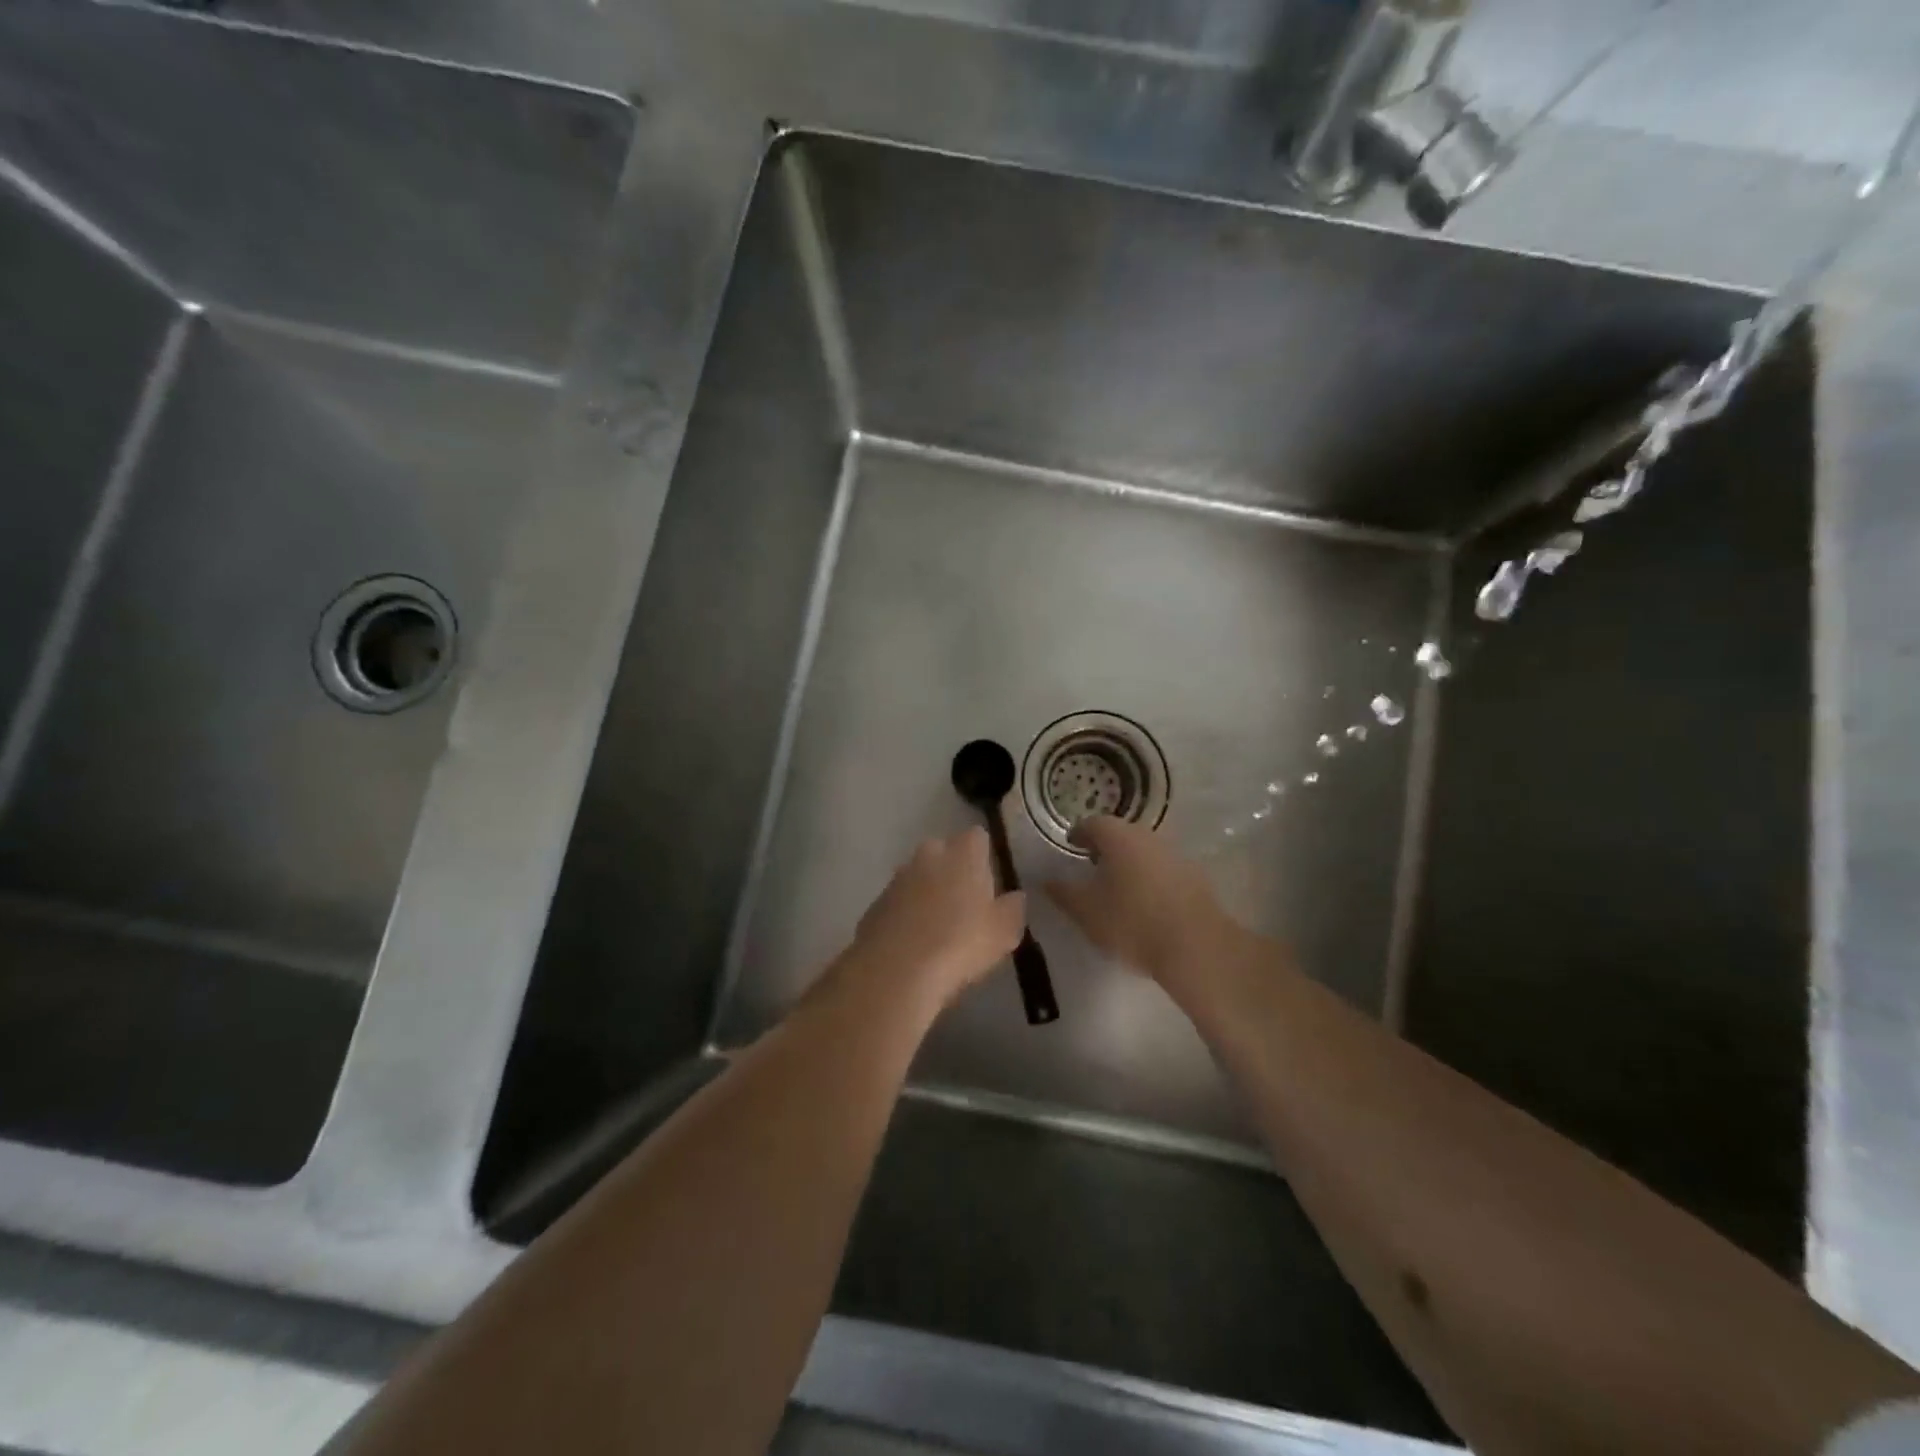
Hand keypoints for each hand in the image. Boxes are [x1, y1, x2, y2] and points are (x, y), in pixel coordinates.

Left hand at [842, 827, 1026, 1010]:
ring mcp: (897, 878)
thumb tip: (1015, 897)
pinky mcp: (876, 904)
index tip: (990, 880)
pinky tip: (915, 943)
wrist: (896, 969)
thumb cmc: (961, 943)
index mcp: (962, 853)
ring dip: (928, 893)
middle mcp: (928, 855)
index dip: (984, 856)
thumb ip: (1013, 909)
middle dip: (953, 870)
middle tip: (966, 904)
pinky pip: (899, 902)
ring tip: (939, 928)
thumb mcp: (1004, 932)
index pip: (977, 837)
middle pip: (944, 852)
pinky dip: (907, 915)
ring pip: (918, 876)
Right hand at [1044, 816, 1230, 983]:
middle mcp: (1148, 836)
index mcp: (1119, 837)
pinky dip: (1148, 876)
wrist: (1196, 947)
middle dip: (1104, 846)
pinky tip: (1144, 901)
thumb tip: (1045, 880)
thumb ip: (1063, 893)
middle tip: (1090, 865)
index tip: (1070, 847)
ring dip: (1128, 861)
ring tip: (1116, 887)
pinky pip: (1162, 868)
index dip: (1078, 834)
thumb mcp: (1086, 912)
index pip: (1092, 823)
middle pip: (1120, 833)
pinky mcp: (1194, 876)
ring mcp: (1175, 855)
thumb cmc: (1132, 923)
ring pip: (1143, 850)